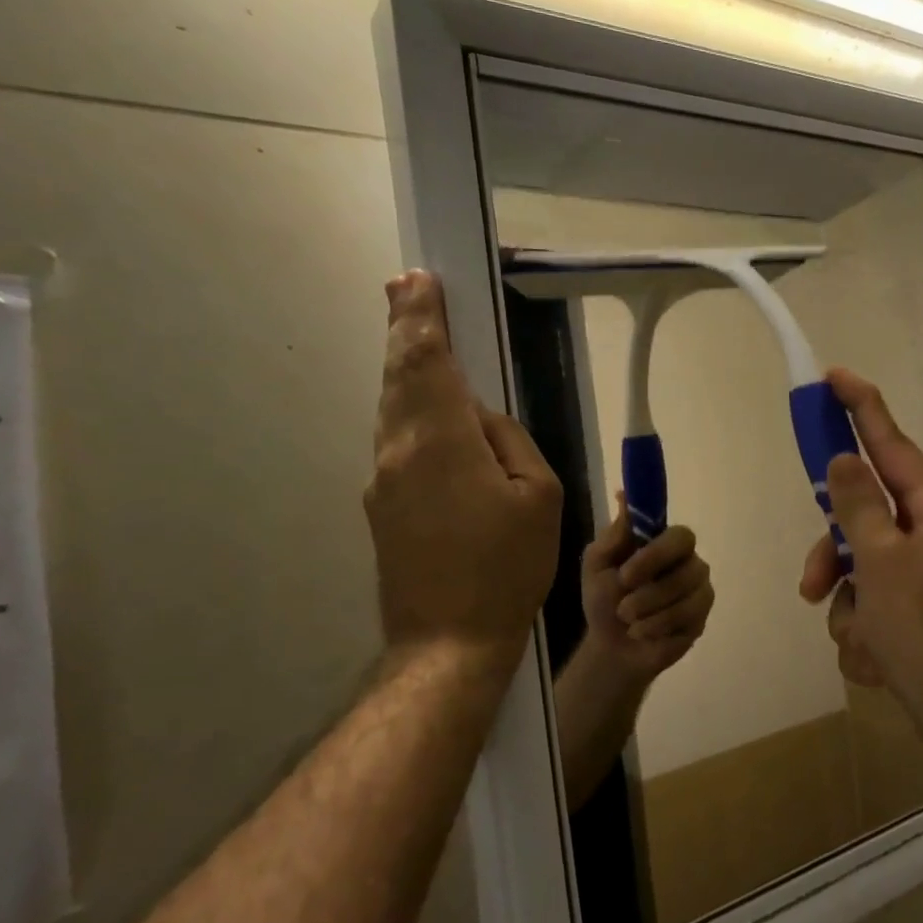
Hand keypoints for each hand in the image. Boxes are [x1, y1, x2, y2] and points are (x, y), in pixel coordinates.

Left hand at [364, 270, 562, 677]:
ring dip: (403, 368)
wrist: (449, 642)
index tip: (416, 280)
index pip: (427, 361)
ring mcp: (384, 482)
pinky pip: (398, 443)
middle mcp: (399, 451)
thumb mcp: (539, 495)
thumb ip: (508, 440)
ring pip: (393, 409)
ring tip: (411, 335)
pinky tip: (425, 411)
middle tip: (401, 287)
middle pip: (399, 377)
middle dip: (403, 328)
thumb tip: (478, 417)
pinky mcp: (382, 508)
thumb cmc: (507, 567)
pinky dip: (408, 410)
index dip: (421, 317)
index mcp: (441, 440)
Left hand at [579, 496, 714, 685]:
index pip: (681, 536)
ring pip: (686, 598)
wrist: (610, 646)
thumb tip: (624, 496)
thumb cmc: (604, 599)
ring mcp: (699, 593)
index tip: (626, 573)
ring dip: (648, 612)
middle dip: (650, 591)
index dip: (657, 554)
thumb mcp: (597, 565)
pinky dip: (655, 629)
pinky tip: (642, 633)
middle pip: (688, 569)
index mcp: (666, 545)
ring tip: (627, 619)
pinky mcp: (701, 620)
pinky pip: (686, 622)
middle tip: (622, 606)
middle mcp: (690, 564)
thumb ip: (614, 535)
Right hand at [798, 368, 922, 744]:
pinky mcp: (919, 611)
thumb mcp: (881, 562)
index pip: (889, 443)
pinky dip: (865, 631)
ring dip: (848, 606)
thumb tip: (844, 459)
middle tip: (813, 586)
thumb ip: (857, 505)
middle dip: (834, 557)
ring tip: (860, 642)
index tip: (833, 378)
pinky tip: (878, 660)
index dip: (860, 408)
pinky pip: (872, 605)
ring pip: (860, 568)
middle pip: (862, 518)